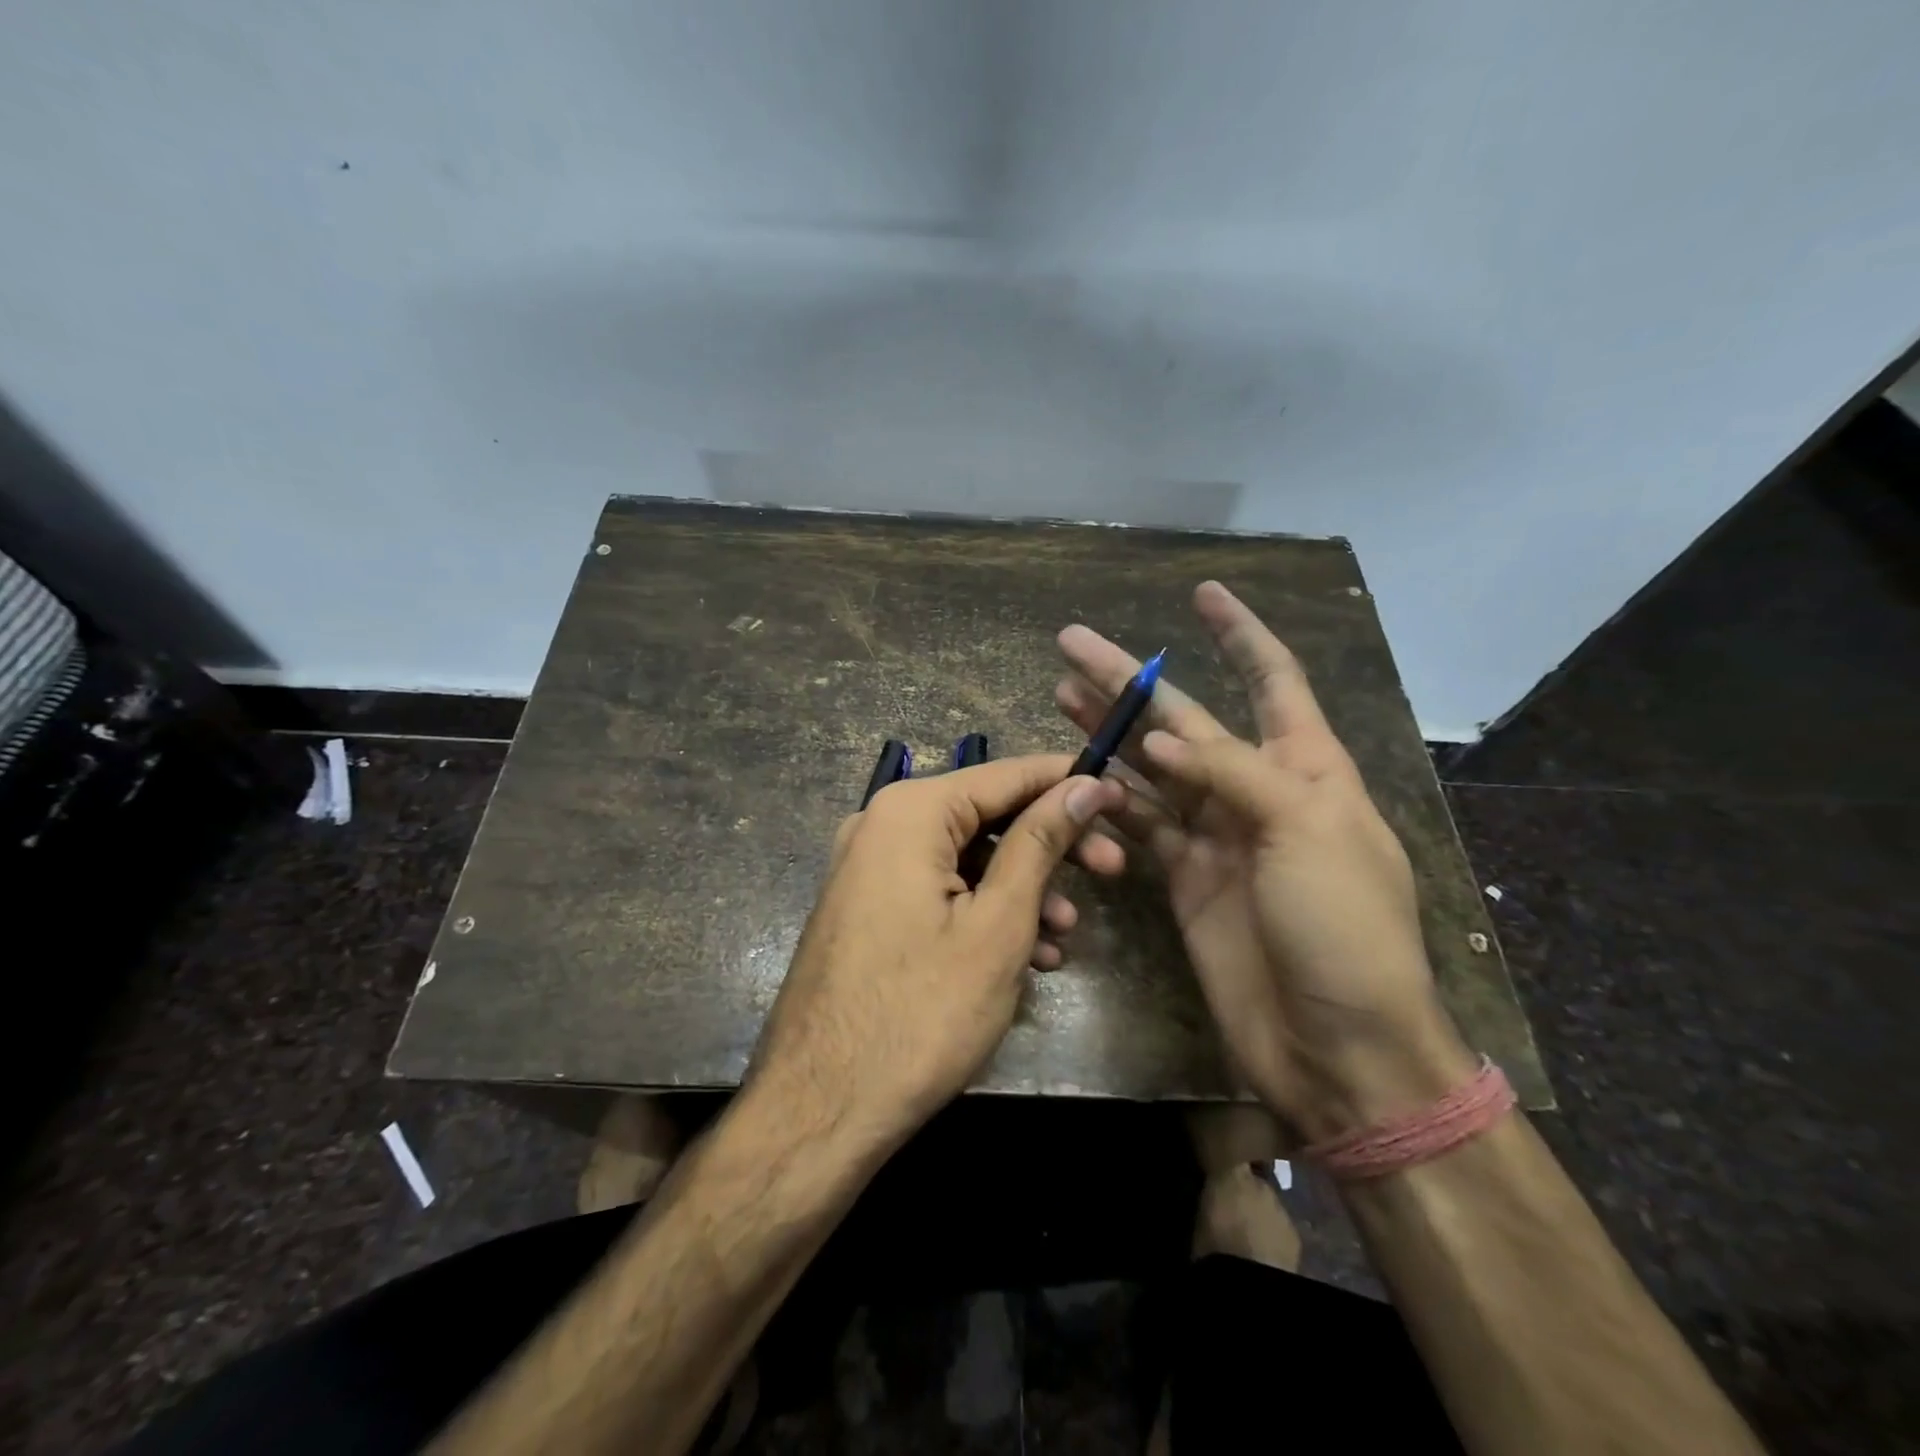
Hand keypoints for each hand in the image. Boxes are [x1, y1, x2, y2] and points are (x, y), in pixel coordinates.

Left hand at [747, 756, 1125, 1153]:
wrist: (821, 1108)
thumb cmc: (921, 1012)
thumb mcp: (998, 923)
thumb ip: (1040, 842)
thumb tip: (1084, 784)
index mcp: (909, 812)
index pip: (1007, 774)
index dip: (1069, 782)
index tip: (1123, 796)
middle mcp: (881, 825)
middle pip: (987, 816)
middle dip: (1052, 846)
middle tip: (1114, 870)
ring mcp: (869, 868)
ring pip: (966, 859)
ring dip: (1022, 889)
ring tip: (1066, 936)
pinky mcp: (868, 908)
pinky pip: (938, 891)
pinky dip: (983, 913)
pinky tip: (1026, 955)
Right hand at [1055, 582, 1476, 1141]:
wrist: (1336, 1045)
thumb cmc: (1343, 928)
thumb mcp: (1306, 832)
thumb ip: (1231, 774)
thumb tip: (1160, 741)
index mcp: (1305, 768)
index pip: (1272, 680)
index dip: (1239, 634)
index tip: (1202, 593)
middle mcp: (1256, 792)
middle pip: (1185, 720)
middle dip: (1133, 680)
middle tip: (1073, 643)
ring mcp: (1215, 837)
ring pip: (1150, 768)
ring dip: (1109, 732)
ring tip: (1060, 693)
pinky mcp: (1182, 879)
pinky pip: (1139, 825)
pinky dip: (1108, 800)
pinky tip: (1075, 774)